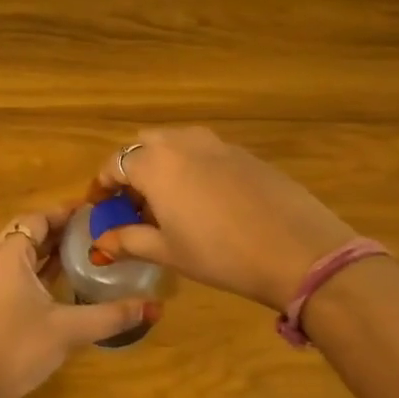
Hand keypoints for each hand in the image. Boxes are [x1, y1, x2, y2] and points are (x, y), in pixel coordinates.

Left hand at [0, 206, 159, 397]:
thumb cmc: (18, 348)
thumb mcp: (69, 330)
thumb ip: (111, 315)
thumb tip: (154, 307)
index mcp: (8, 256)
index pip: (36, 219)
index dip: (64, 213)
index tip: (95, 212)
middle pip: (26, 232)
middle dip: (58, 229)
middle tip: (93, 230)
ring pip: (20, 254)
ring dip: (47, 249)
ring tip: (85, 249)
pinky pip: (16, 273)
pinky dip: (38, 269)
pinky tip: (63, 280)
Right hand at [88, 128, 356, 310]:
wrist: (297, 250)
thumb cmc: (219, 254)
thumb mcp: (168, 251)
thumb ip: (129, 241)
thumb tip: (101, 243)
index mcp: (155, 164)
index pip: (114, 163)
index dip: (102, 185)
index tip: (101, 207)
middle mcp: (182, 143)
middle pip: (144, 145)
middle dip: (133, 169)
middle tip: (135, 204)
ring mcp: (218, 144)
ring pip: (176, 143)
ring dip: (163, 164)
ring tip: (170, 202)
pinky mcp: (246, 154)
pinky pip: (206, 152)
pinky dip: (193, 168)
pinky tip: (207, 202)